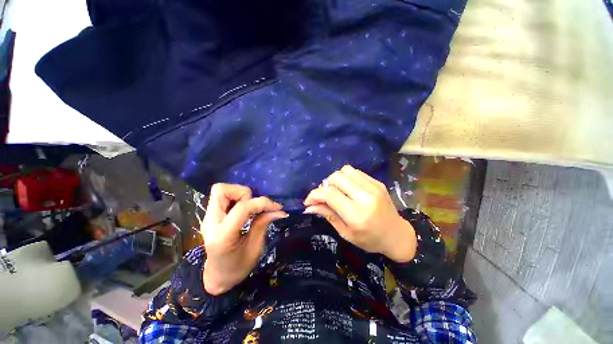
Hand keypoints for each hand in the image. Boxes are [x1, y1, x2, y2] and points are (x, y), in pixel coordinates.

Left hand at [201, 183, 287, 294]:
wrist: (217, 277)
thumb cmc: (237, 268)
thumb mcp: (255, 249)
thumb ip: (263, 224)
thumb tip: (279, 210)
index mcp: (222, 236)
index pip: (242, 208)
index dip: (262, 203)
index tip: (277, 207)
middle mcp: (211, 222)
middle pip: (222, 191)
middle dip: (244, 193)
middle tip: (256, 206)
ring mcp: (208, 217)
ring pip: (221, 190)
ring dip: (240, 194)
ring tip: (251, 207)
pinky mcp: (211, 215)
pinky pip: (223, 196)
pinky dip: (237, 197)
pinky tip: (245, 209)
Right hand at [304, 165, 415, 262]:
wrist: (397, 235)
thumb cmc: (369, 240)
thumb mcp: (346, 232)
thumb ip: (327, 215)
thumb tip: (309, 206)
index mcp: (357, 214)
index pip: (330, 194)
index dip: (315, 195)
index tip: (308, 201)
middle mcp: (365, 197)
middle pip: (336, 178)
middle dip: (325, 185)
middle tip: (324, 196)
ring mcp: (373, 187)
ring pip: (345, 170)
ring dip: (335, 179)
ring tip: (336, 191)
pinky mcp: (377, 182)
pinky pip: (355, 172)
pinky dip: (346, 177)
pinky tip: (347, 188)